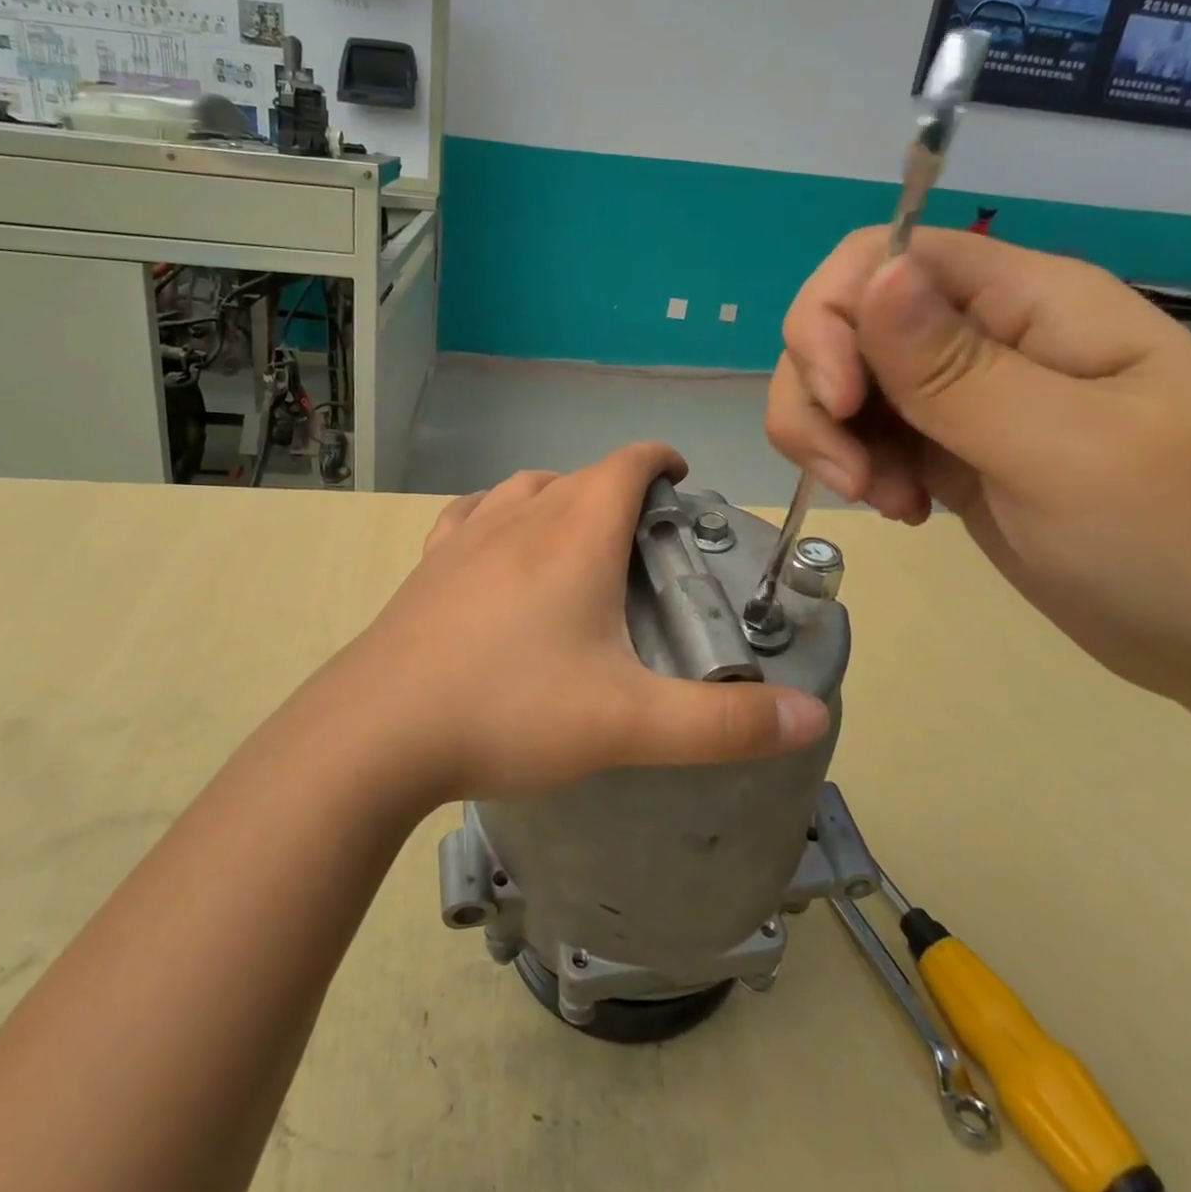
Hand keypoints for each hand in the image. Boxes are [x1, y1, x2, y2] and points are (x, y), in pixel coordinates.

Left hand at [324, 443, 830, 801]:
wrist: (378, 732)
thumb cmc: (509, 712)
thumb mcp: (629, 725)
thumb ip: (725, 724)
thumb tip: (812, 715)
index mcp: (574, 536)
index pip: (626, 464)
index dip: (660, 459)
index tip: (682, 481)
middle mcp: (520, 519)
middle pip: (579, 476)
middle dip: (617, 489)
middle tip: (643, 536)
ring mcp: (466, 537)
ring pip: (524, 488)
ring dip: (559, 497)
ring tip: (577, 537)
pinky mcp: (427, 564)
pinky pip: (470, 514)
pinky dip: (497, 514)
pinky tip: (496, 545)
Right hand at [766, 227, 1190, 709]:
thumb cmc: (1182, 539)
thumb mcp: (1067, 451)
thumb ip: (956, 368)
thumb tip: (874, 273)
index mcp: (1026, 301)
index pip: (883, 256)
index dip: (834, 317)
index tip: (841, 403)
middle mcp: (981, 334)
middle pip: (842, 323)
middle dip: (819, 396)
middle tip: (854, 478)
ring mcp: (958, 394)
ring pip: (839, 382)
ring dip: (831, 440)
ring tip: (886, 500)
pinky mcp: (943, 447)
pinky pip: (862, 434)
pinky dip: (856, 469)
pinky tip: (903, 510)